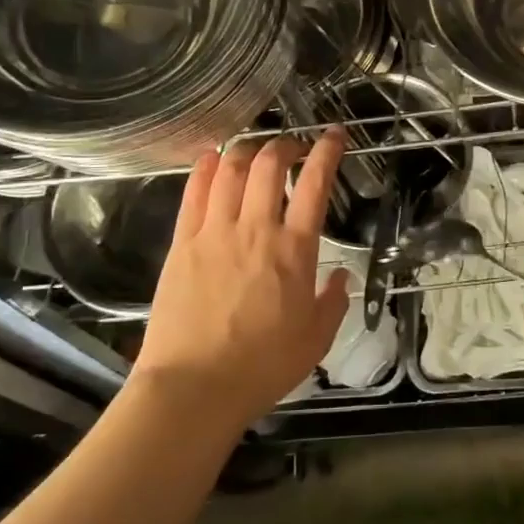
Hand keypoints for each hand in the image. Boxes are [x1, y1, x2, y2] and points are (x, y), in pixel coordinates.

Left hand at [132, 130, 350, 434]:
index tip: (335, 136)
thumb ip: (333, 302)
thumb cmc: (262, 366)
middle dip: (284, 145)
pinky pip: (194, 193)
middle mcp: (256, 229)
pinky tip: (211, 158)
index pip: (315, 184)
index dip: (327, 151)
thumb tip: (341, 276)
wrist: (194, 388)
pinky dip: (205, 168)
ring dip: (246, 150)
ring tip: (254, 150)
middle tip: (292, 148)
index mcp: (294, 250)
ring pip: (230, 170)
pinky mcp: (182, 244)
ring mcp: (214, 232)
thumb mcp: (316, 340)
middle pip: (269, 164)